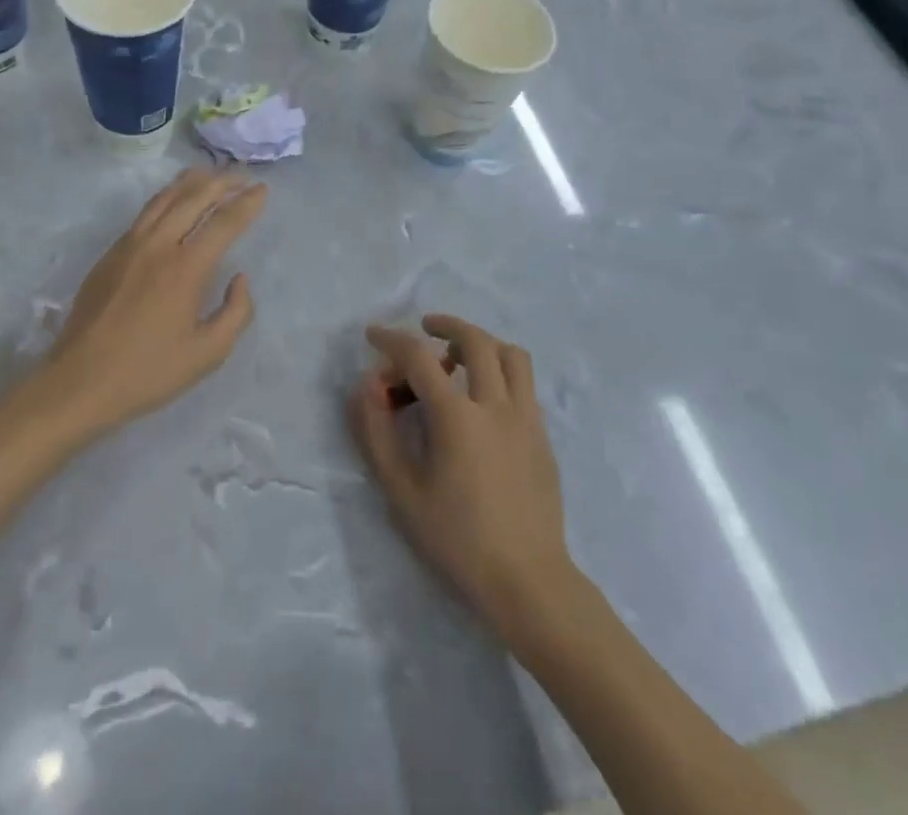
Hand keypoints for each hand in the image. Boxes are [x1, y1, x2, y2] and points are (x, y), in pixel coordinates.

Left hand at [37, 168, 267, 438]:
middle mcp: (158, 245)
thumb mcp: (207, 354)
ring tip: (209, 172)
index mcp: (185, 268)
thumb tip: (239, 278)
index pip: (223, 223)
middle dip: (222, 182)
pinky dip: (166, 197)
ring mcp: (129, 245)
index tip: (263, 190)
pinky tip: (172, 200)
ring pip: (164, 199)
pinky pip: (145, 213)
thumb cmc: (148, 372)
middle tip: (242, 175)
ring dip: (191, 182)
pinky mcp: (110, 254)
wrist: (79, 381)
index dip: (247, 204)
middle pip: (193, 198)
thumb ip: (236, 312)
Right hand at [350, 316, 572, 636]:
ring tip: (460, 358)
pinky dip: (501, 372)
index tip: (373, 334)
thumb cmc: (457, 540)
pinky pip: (524, 384)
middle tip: (425, 329)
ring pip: (511, 355)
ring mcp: (526, 419)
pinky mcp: (543, 437)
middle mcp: (496, 405)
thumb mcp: (401, 491)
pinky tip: (484, 400)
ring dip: (482, 343)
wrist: (528, 583)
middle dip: (445, 324)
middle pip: (475, 340)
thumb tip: (365, 388)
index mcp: (457, 416)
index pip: (419, 357)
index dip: (391, 339)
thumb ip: (376, 433)